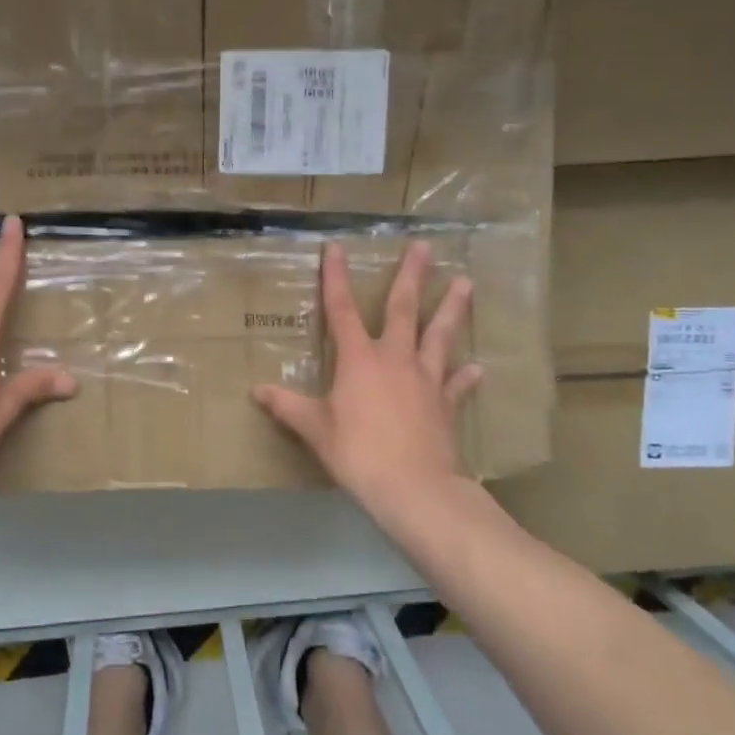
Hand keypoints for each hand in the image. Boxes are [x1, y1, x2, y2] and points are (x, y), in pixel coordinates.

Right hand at [253, 241, 481, 514]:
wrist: (415, 488)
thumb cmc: (358, 453)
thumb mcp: (315, 430)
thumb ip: (288, 407)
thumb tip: (257, 391)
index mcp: (359, 359)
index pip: (342, 309)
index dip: (335, 277)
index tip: (336, 247)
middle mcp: (395, 359)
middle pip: (405, 309)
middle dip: (413, 276)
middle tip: (425, 246)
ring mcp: (425, 380)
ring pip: (440, 336)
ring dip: (452, 309)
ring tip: (466, 283)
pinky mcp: (446, 404)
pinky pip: (457, 385)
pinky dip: (465, 376)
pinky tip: (477, 368)